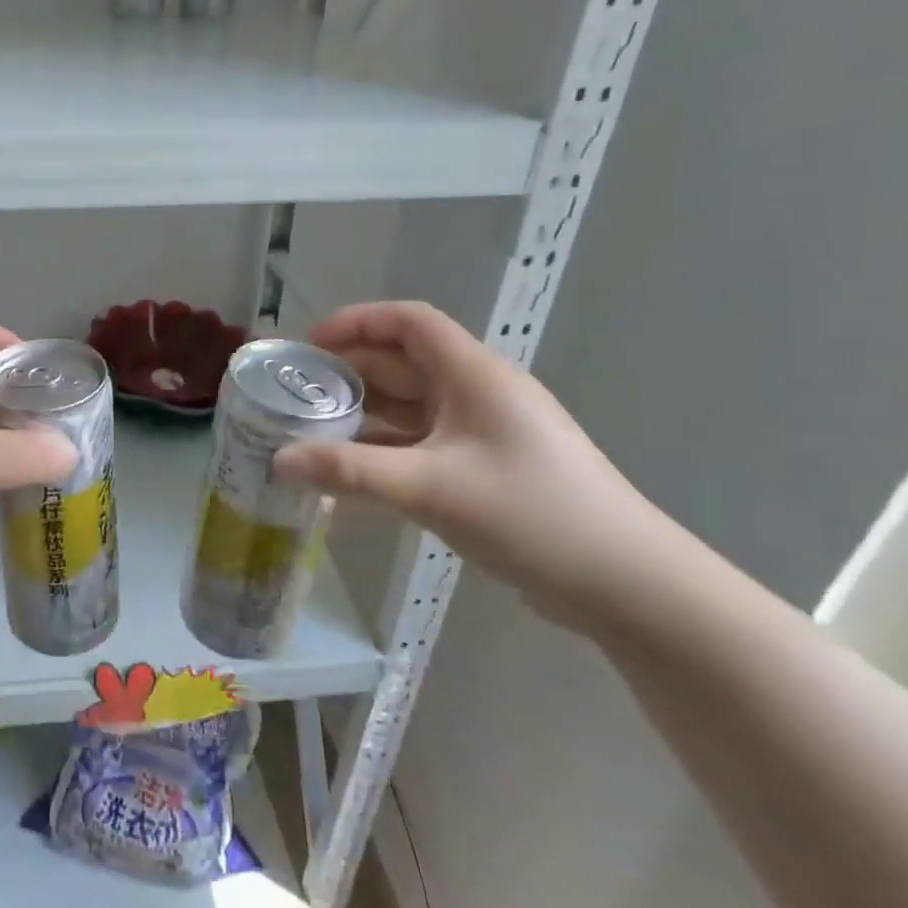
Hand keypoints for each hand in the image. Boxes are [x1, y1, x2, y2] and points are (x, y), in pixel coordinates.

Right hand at [272, 301, 673, 631]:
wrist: (629, 586)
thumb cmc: (532, 514)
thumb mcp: (431, 489)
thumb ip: (350, 472)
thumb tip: (277, 461)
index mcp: (473, 375)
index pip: (408, 322)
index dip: (355, 322)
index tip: (309, 346)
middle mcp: (477, 393)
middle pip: (402, 364)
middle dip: (348, 374)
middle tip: (295, 396)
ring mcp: (483, 433)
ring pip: (409, 408)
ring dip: (362, 417)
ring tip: (310, 434)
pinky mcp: (485, 470)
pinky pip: (421, 447)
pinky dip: (384, 454)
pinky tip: (350, 480)